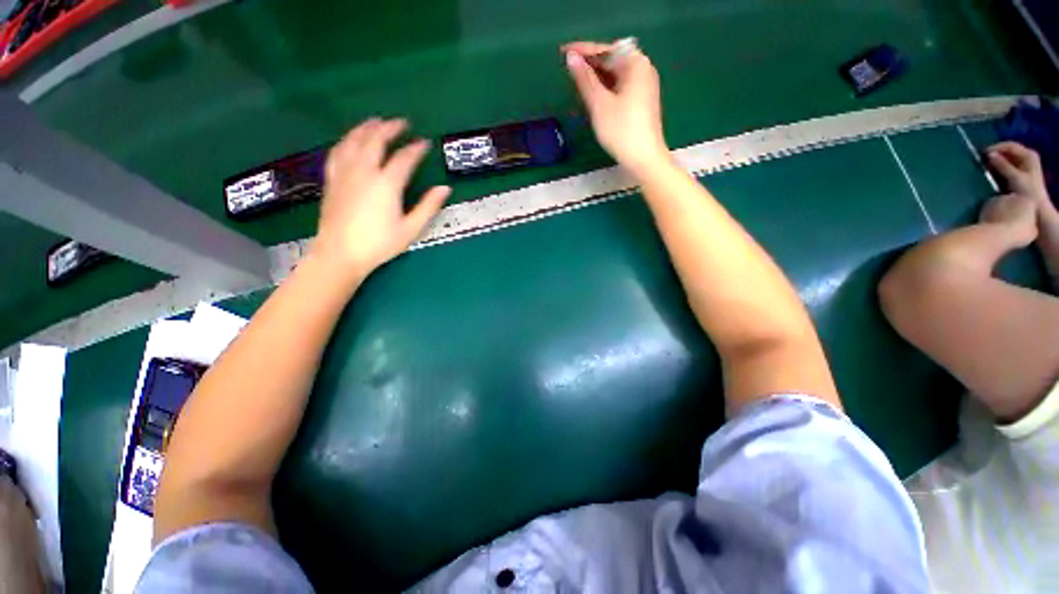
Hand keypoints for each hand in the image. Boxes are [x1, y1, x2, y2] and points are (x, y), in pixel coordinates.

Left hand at [312, 118, 450, 278]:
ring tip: (375, 121)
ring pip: (353, 141)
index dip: (416, 149)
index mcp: (386, 184)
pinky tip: (349, 140)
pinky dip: (346, 141)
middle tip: (401, 122)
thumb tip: (445, 189)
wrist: (340, 254)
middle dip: (390, 128)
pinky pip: (337, 152)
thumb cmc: (380, 243)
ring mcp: (344, 173)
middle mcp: (364, 171)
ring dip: (365, 128)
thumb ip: (428, 206)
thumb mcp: (411, 228)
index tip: (425, 143)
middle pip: (375, 140)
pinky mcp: (331, 180)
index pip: (404, 158)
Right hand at [563, 40, 669, 176]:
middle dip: (591, 63)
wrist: (644, 158)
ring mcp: (644, 86)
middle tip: (568, 68)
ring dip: (597, 75)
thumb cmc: (621, 130)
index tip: (564, 52)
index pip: (606, 49)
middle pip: (613, 60)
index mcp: (636, 64)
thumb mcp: (599, 104)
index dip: (584, 50)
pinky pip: (620, 86)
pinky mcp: (642, 101)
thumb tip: (571, 58)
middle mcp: (643, 69)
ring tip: (577, 80)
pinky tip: (594, 93)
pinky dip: (606, 87)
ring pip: (616, 74)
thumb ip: (584, 79)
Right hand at [988, 141, 1050, 208]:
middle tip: (982, 160)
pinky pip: (1006, 166)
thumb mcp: (1015, 178)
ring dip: (996, 162)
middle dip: (995, 155)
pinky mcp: (1019, 173)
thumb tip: (989, 155)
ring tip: (985, 167)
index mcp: (1028, 155)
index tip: (983, 154)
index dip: (996, 148)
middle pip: (1008, 151)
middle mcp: (1027, 157)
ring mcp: (1024, 165)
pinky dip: (998, 167)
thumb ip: (1003, 165)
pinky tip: (991, 172)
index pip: (1010, 145)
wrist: (1038, 207)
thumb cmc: (1028, 192)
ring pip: (1006, 159)